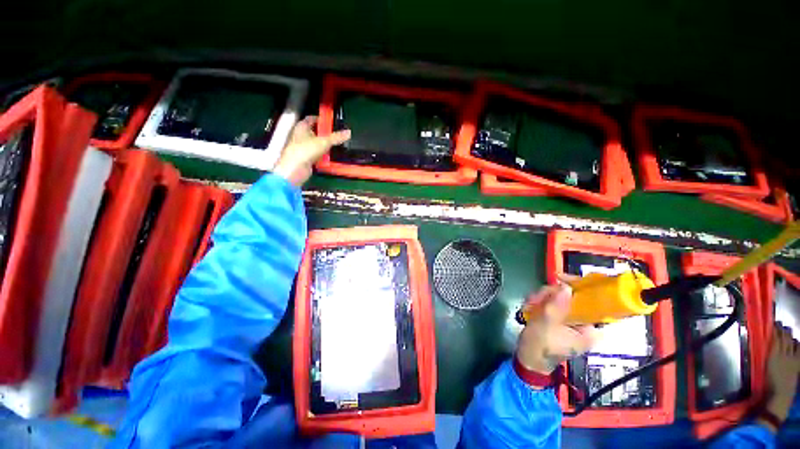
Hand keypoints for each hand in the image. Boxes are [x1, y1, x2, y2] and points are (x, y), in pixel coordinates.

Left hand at [273, 116, 350, 186]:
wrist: (295, 169)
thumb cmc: (306, 150)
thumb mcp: (324, 141)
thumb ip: (336, 137)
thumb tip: (348, 132)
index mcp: (302, 127)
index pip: (311, 119)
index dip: (321, 119)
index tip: (331, 122)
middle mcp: (300, 136)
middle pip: (315, 132)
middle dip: (325, 134)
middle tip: (337, 135)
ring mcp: (303, 148)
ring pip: (316, 144)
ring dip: (325, 146)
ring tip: (336, 146)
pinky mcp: (305, 158)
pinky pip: (316, 155)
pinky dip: (323, 156)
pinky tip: (330, 158)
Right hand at [516, 276, 597, 375]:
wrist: (528, 360)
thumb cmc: (540, 346)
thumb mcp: (547, 324)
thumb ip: (557, 306)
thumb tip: (566, 287)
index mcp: (590, 330)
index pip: (594, 302)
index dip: (580, 287)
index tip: (561, 279)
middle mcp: (584, 324)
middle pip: (573, 297)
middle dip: (551, 294)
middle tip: (536, 298)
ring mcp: (571, 321)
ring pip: (560, 298)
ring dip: (542, 297)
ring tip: (530, 304)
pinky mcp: (560, 319)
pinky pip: (553, 303)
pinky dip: (540, 301)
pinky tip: (530, 307)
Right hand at [757, 324, 799, 431]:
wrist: (779, 396)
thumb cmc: (767, 383)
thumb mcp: (763, 368)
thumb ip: (765, 355)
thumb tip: (763, 341)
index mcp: (774, 354)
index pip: (775, 336)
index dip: (774, 328)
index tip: (771, 322)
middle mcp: (784, 353)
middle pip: (785, 337)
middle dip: (782, 330)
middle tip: (779, 324)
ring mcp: (793, 358)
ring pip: (793, 341)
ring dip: (789, 335)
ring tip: (786, 331)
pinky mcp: (798, 362)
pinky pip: (798, 349)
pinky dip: (797, 344)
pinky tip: (795, 342)